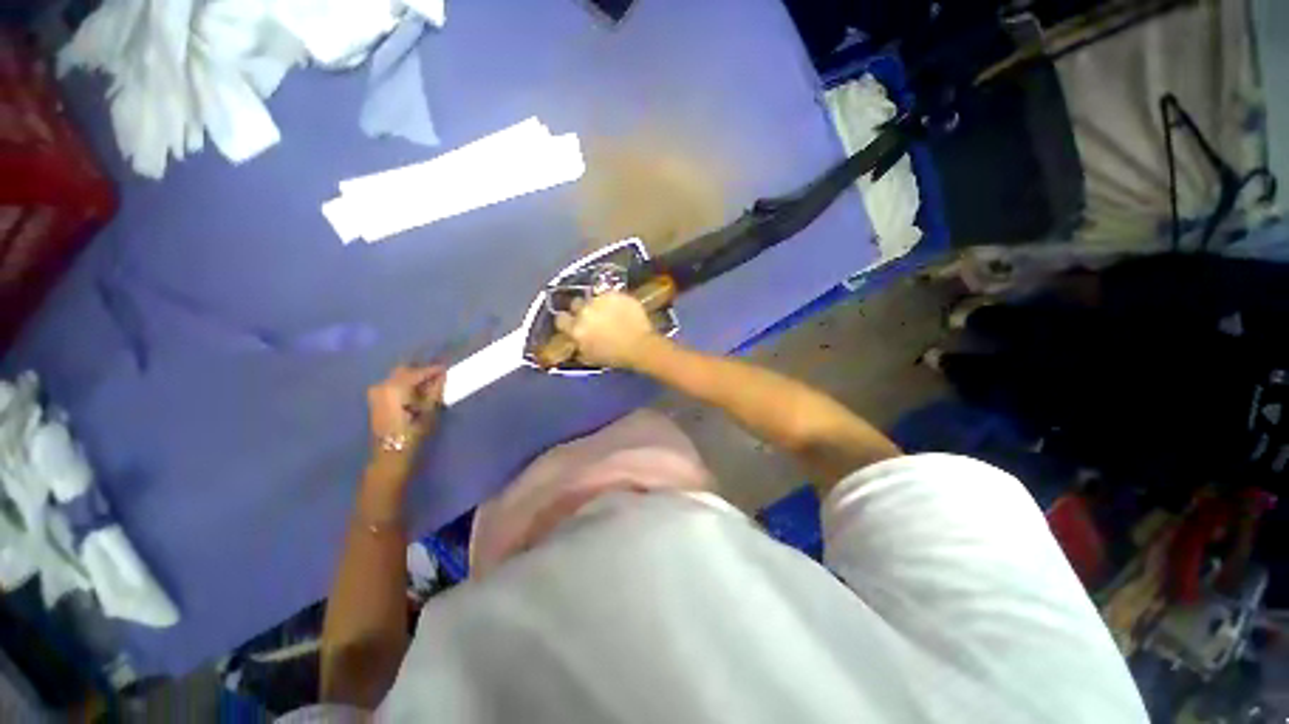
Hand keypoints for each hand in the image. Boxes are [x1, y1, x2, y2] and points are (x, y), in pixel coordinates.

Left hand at [367, 365, 445, 455]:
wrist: (392, 452)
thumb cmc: (414, 430)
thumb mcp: (430, 408)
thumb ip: (436, 388)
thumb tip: (442, 374)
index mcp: (397, 385)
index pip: (419, 371)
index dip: (434, 369)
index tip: (446, 368)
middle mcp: (383, 384)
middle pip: (404, 369)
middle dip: (420, 369)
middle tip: (436, 374)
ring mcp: (377, 392)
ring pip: (397, 376)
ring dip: (412, 377)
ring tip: (428, 383)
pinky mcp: (375, 400)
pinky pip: (392, 385)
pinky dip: (404, 384)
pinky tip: (415, 390)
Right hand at [555, 292, 659, 368]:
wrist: (640, 345)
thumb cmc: (615, 357)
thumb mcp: (591, 357)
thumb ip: (580, 346)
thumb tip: (577, 341)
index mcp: (576, 329)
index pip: (561, 319)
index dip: (567, 320)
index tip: (572, 322)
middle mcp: (584, 311)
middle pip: (575, 303)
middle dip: (581, 309)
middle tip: (592, 316)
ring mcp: (600, 300)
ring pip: (593, 298)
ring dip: (598, 304)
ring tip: (610, 312)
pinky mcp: (615, 294)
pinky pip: (610, 295)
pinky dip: (614, 301)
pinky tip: (621, 309)